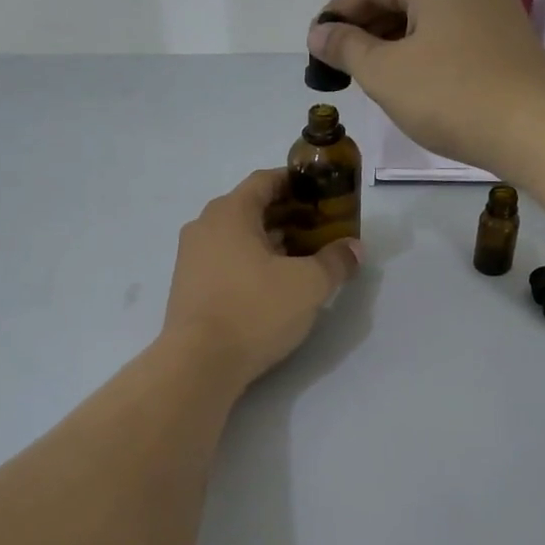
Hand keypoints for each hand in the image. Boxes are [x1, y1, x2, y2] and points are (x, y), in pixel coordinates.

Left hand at [163, 169, 360, 387]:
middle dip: (290, 216)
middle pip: (252, 208)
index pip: (266, 180)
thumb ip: (335, 261)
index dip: (298, 183)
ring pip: (239, 237)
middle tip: (323, 230)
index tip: (324, 194)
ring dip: (273, 242)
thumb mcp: (308, 285)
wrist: (199, 364)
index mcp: (229, 212)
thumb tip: (354, 249)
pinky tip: (276, 284)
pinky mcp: (190, 287)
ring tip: (305, 258)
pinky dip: (253, 263)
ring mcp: (192, 258)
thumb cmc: (255, 310)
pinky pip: (227, 261)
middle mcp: (204, 226)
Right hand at [308, 0, 544, 173]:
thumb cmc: (450, 95)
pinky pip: (455, 30)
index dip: (337, 16)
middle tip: (339, 64)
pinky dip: (427, 48)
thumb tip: (318, 33)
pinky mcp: (511, 32)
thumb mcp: (384, 73)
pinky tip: (413, 77)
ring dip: (396, 40)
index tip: (315, 45)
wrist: (534, 130)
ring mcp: (497, 1)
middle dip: (367, 29)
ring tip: (370, 74)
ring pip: (430, 14)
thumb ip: (346, 48)